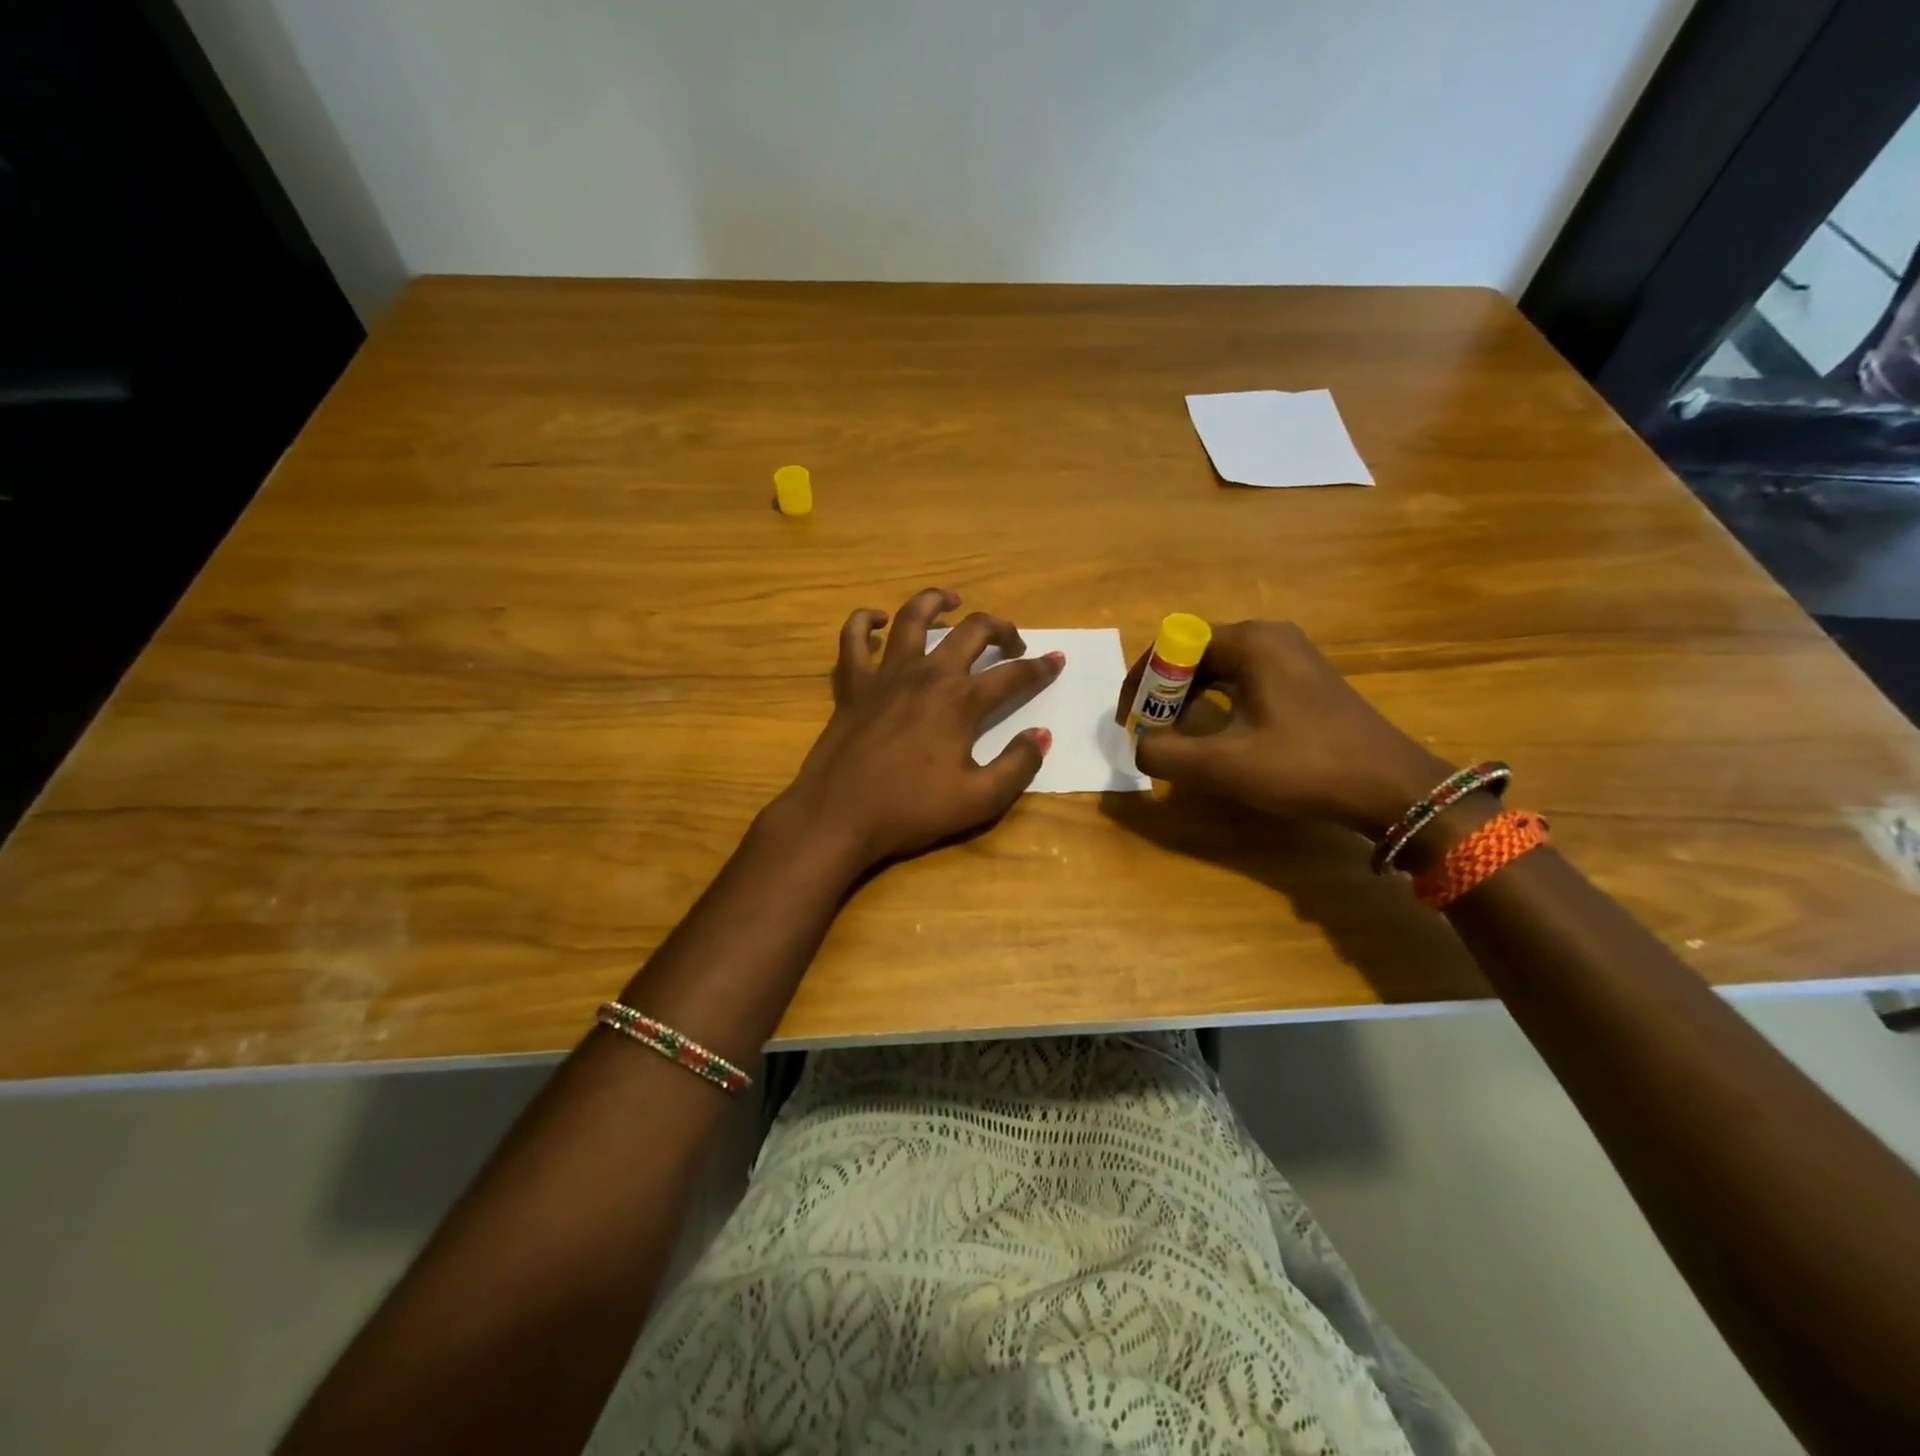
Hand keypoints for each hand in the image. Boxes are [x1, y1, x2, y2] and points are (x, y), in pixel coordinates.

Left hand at [779, 588, 1060, 868]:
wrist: (838, 815)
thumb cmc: (910, 810)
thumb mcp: (978, 800)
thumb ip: (1017, 766)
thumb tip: (1042, 735)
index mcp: (961, 701)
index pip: (1012, 675)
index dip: (1040, 668)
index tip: (1056, 661)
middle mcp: (927, 675)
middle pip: (971, 631)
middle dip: (1000, 628)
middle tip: (1012, 641)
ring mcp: (886, 675)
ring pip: (912, 618)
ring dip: (936, 602)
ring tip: (951, 601)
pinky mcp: (852, 685)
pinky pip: (852, 639)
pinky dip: (865, 622)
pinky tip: (878, 620)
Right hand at [1118, 620, 1452, 836]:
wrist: (1391, 786)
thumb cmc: (1305, 766)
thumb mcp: (1224, 765)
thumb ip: (1165, 754)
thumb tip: (1140, 747)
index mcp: (1249, 642)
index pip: (1172, 644)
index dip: (1142, 681)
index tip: (1130, 720)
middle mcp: (1268, 635)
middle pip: (1193, 652)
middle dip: (1163, 691)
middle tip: (1149, 730)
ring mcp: (1290, 654)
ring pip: (1218, 666)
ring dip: (1188, 697)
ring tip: (1174, 733)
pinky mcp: (1303, 677)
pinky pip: (1242, 677)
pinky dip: (1217, 700)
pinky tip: (1215, 731)